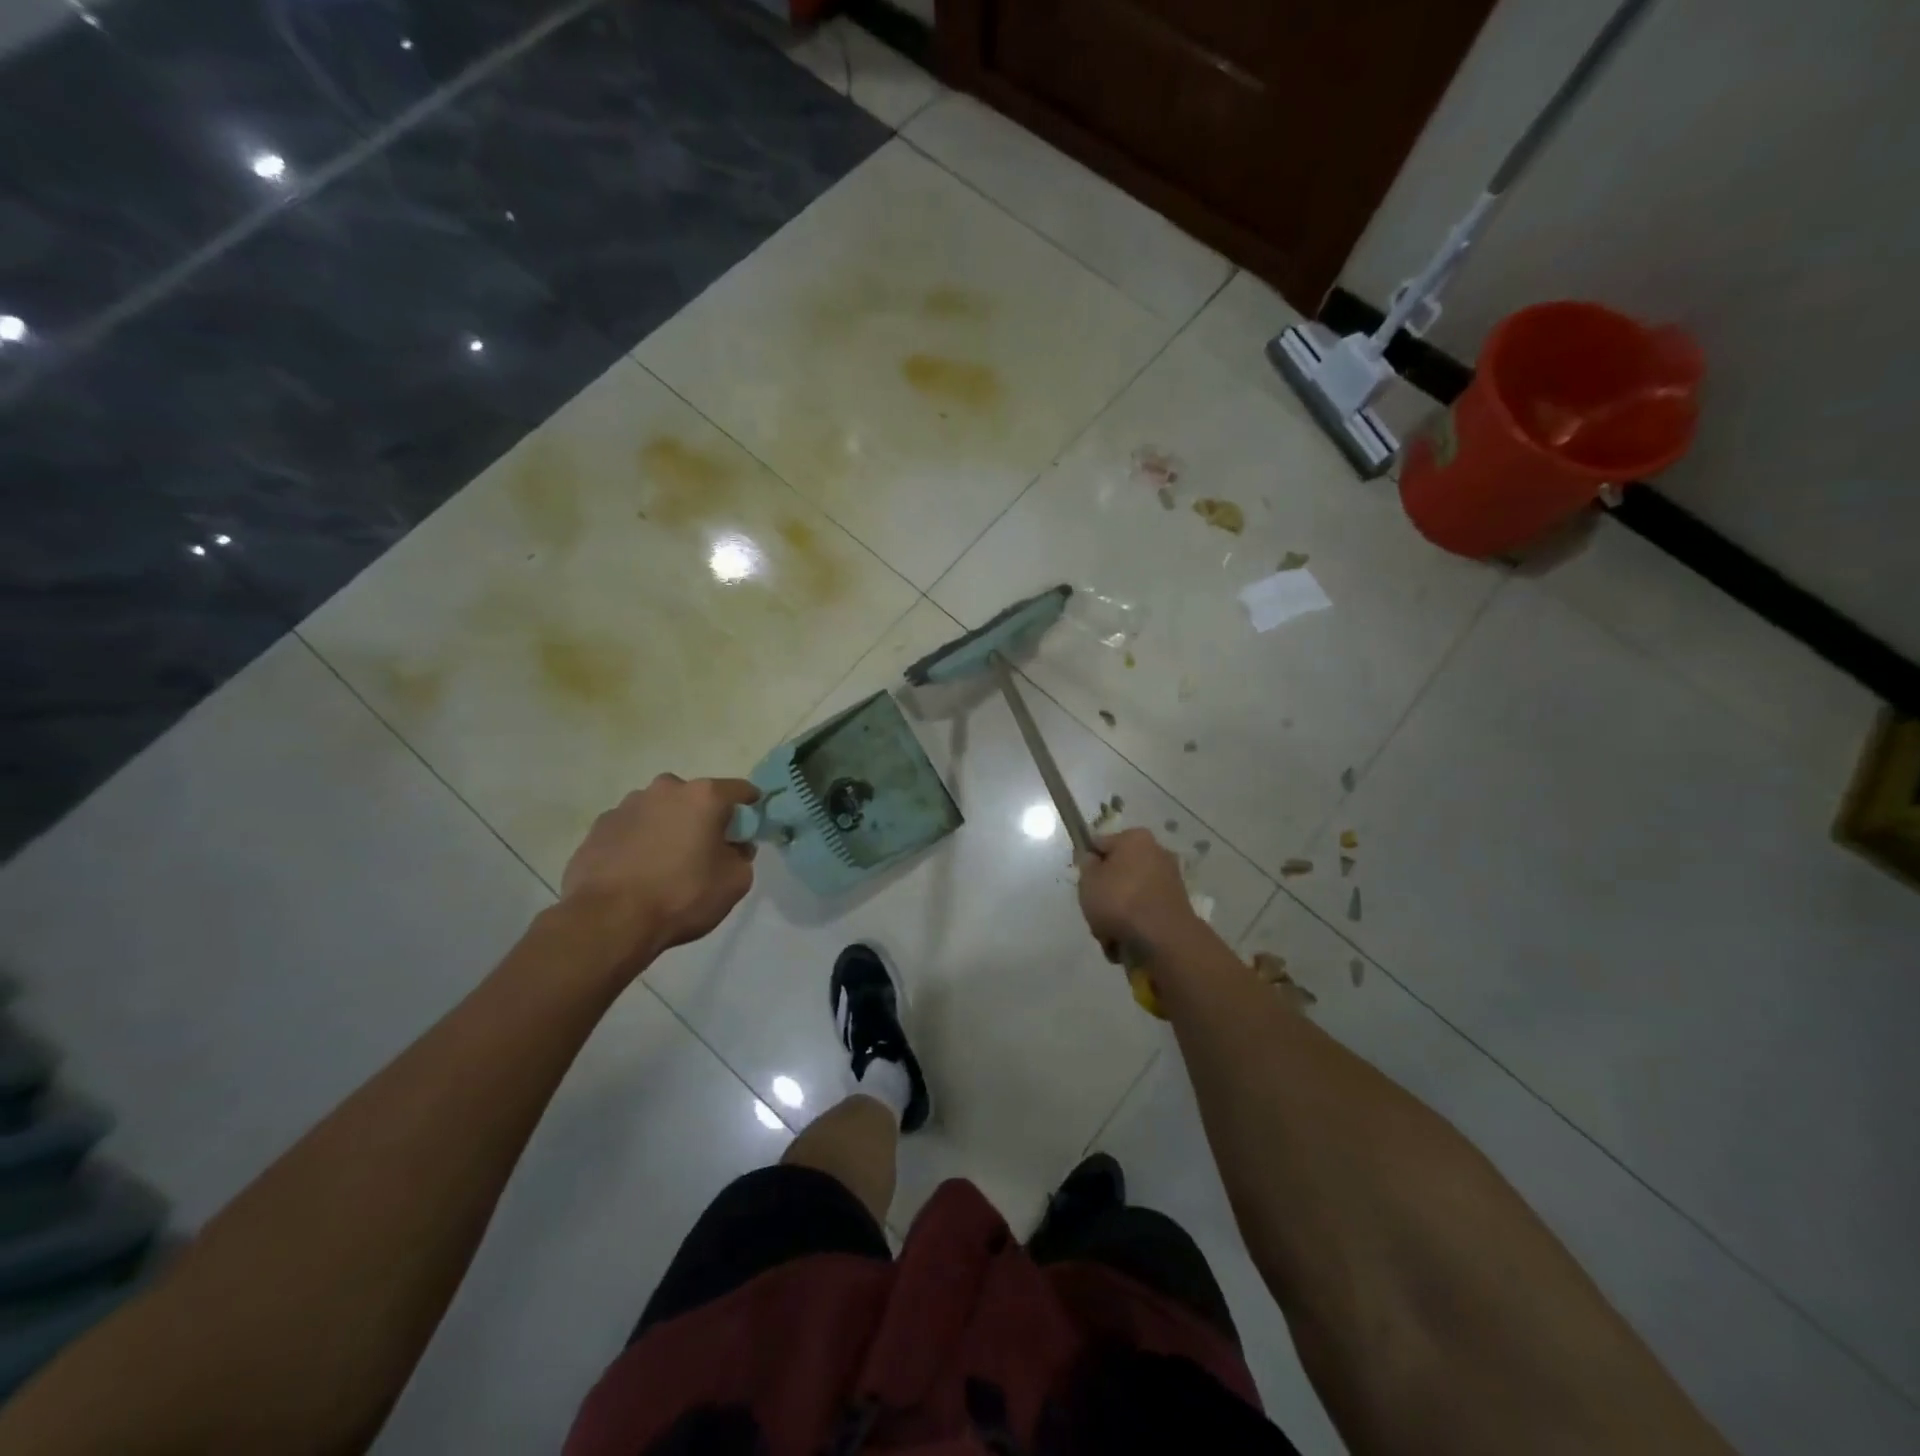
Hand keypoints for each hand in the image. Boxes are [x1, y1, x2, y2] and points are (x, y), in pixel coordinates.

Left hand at [561, 774, 758, 972]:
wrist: (608, 921)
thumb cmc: (681, 896)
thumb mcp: (735, 882)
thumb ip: (743, 856)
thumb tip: (733, 846)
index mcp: (704, 796)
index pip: (740, 790)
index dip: (750, 809)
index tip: (749, 830)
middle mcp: (665, 789)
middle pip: (696, 798)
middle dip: (703, 818)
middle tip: (704, 851)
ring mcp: (627, 805)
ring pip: (660, 811)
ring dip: (668, 828)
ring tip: (664, 865)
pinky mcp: (599, 826)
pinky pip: (631, 828)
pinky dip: (639, 842)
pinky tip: (637, 872)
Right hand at [1076, 828, 1197, 960]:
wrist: (1162, 938)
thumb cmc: (1119, 900)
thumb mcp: (1088, 879)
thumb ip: (1086, 865)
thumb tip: (1093, 859)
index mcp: (1135, 838)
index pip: (1100, 844)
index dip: (1087, 863)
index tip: (1082, 882)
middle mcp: (1157, 853)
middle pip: (1118, 872)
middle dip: (1105, 893)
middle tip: (1094, 910)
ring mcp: (1169, 880)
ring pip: (1130, 895)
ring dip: (1117, 913)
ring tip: (1108, 933)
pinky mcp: (1176, 907)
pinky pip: (1145, 912)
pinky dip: (1134, 924)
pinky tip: (1124, 941)